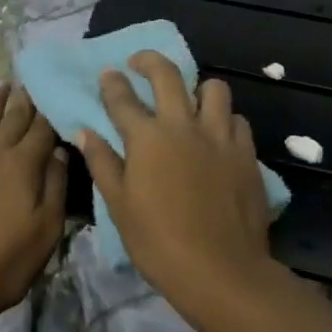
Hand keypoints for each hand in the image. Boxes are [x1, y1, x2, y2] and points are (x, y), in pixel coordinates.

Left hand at [0, 83, 67, 322]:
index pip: (42, 130)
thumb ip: (56, 185)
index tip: (57, 95)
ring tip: (1, 87)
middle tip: (30, 83)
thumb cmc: (7, 262)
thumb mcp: (47, 229)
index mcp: (23, 165)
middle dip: (23, 101)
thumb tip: (60, 150)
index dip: (50, 113)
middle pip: (11, 121)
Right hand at [78, 52, 275, 322]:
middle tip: (140, 63)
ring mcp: (219, 136)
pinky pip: (236, 120)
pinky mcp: (246, 152)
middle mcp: (183, 125)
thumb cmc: (159, 242)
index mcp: (147, 137)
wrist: (221, 270)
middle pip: (167, 74)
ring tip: (190, 102)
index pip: (123, 97)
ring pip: (213, 88)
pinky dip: (225, 120)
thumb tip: (85, 132)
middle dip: (149, 61)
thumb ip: (103, 163)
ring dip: (197, 89)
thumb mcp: (119, 206)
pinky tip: (218, 135)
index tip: (108, 73)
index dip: (112, 82)